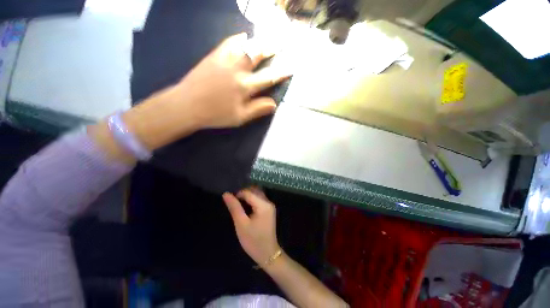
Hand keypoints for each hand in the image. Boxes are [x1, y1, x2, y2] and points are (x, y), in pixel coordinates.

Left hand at [166, 33, 290, 128]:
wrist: (187, 105)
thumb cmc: (216, 114)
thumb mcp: (240, 118)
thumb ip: (257, 109)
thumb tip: (274, 103)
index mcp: (244, 87)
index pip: (268, 78)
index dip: (281, 73)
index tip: (290, 68)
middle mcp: (237, 70)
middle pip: (258, 55)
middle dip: (271, 49)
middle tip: (280, 45)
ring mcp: (224, 60)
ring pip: (245, 46)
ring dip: (258, 41)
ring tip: (266, 39)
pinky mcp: (214, 56)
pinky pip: (228, 42)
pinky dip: (238, 39)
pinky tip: (243, 37)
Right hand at [223, 188, 280, 266]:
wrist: (267, 253)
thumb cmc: (253, 240)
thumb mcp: (241, 224)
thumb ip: (234, 207)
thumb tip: (226, 194)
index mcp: (263, 205)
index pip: (249, 192)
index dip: (238, 194)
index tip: (229, 201)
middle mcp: (268, 202)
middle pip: (254, 191)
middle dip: (243, 193)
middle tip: (233, 202)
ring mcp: (270, 206)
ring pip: (257, 194)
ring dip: (247, 196)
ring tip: (237, 204)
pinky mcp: (269, 210)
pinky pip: (259, 200)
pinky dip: (251, 200)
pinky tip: (245, 207)